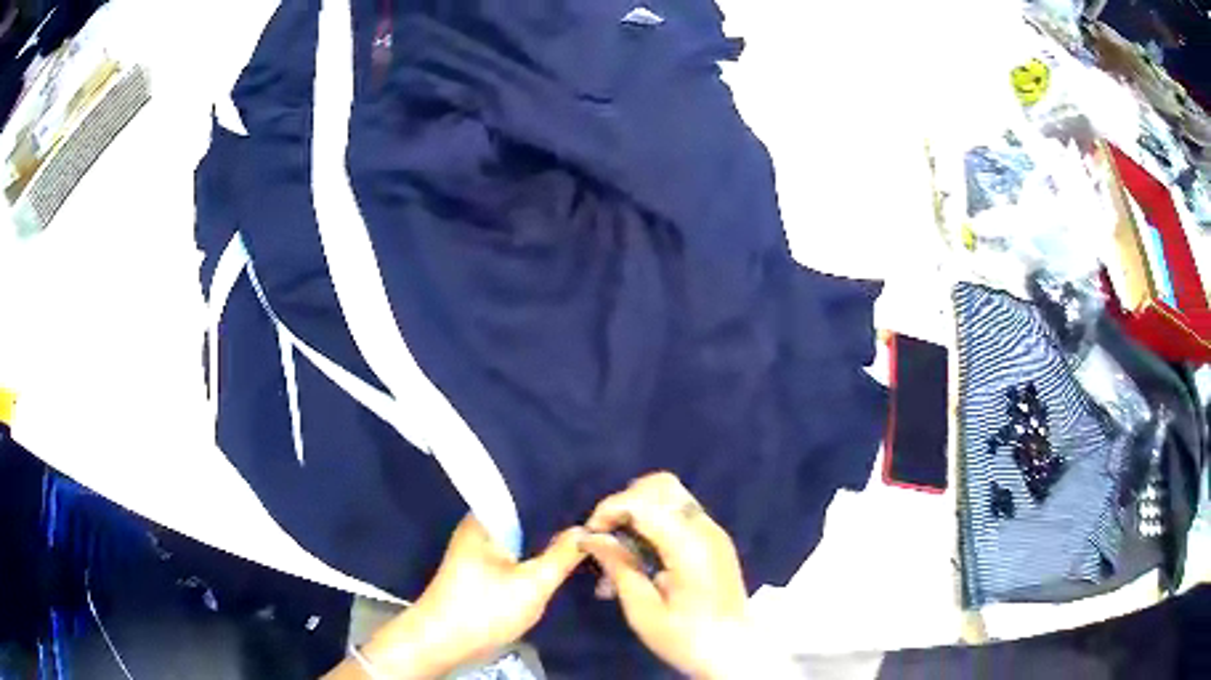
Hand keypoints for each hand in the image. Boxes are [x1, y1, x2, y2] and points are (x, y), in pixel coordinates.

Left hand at [352, 515, 583, 678]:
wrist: (443, 642)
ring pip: (522, 537)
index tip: (594, 499)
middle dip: (557, 520)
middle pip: (526, 516)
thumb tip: (589, 528)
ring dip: (547, 540)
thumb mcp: (532, 585)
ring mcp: (479, 549)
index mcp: (486, 518)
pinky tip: (559, 560)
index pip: (528, 494)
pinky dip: (535, 555)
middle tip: (597, 520)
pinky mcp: (481, 569)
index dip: (561, 495)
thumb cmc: (484, 608)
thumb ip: (562, 555)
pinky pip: (515, 553)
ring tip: (585, 536)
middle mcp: (479, 526)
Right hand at [580, 472, 749, 679]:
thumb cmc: (686, 638)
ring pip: (669, 496)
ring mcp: (712, 532)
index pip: (643, 502)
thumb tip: (591, 538)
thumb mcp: (643, 610)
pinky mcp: (713, 541)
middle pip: (661, 486)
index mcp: (689, 545)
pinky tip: (638, 557)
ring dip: (637, 512)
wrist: (733, 652)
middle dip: (625, 502)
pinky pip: (677, 515)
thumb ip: (619, 567)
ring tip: (617, 551)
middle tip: (605, 536)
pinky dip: (652, 523)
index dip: (610, 510)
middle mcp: (704, 528)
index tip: (590, 535)